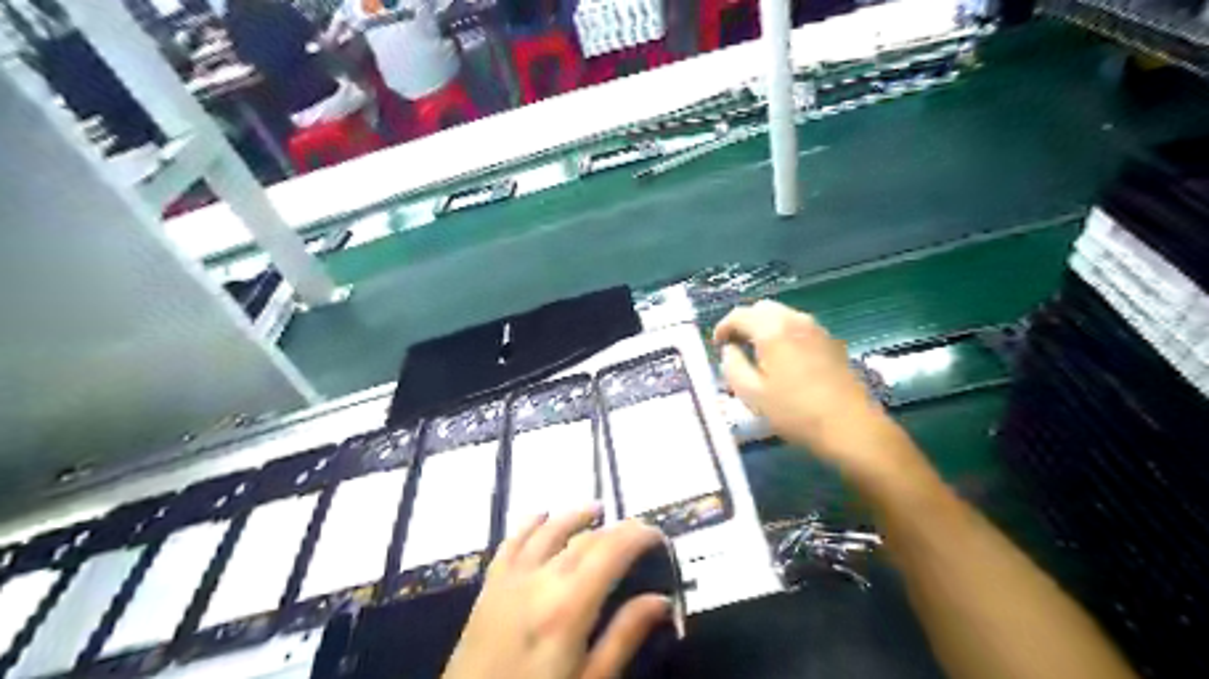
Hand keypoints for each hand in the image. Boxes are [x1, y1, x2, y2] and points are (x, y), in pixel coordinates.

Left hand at [443, 506, 669, 677]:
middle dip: (615, 529)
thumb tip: (661, 600)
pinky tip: (542, 515)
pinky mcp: (490, 585)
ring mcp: (511, 579)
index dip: (638, 536)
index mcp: (569, 606)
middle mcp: (541, 580)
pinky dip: (529, 524)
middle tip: (638, 532)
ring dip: (575, 516)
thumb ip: (624, 637)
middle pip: (584, 539)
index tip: (658, 536)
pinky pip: (511, 541)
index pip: (611, 551)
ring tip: (597, 509)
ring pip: (548, 531)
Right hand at [710, 299, 900, 479]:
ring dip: (766, 327)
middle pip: (763, 308)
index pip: (739, 314)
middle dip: (745, 323)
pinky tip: (783, 360)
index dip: (723, 327)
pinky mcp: (831, 342)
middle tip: (736, 346)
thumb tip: (729, 350)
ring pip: (783, 316)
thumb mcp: (752, 394)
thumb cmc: (795, 412)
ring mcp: (817, 329)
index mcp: (772, 329)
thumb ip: (732, 366)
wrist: (850, 426)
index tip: (717, 345)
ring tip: (757, 353)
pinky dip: (784, 335)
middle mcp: (795, 320)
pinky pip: (799, 328)